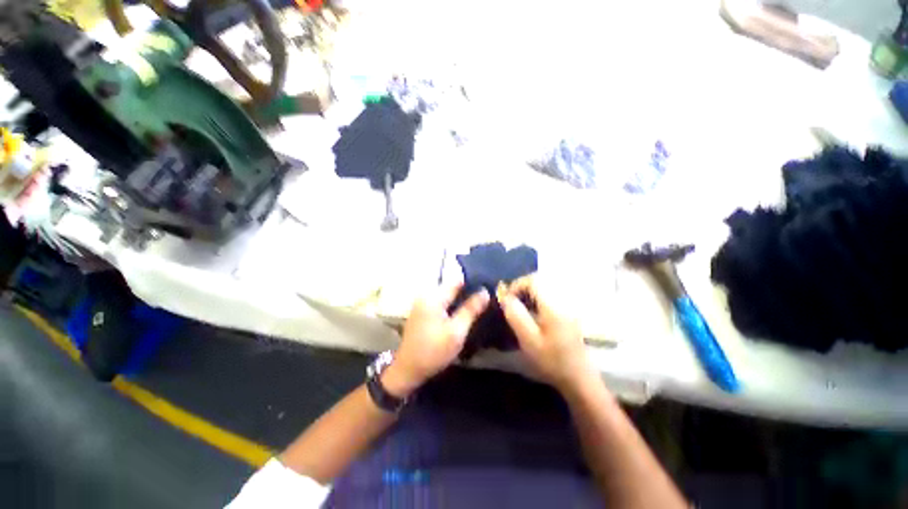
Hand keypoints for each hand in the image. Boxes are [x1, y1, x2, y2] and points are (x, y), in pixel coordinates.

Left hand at [383, 283, 489, 397]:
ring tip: (475, 304)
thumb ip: (471, 310)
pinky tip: (460, 311)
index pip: (457, 280)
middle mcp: (426, 295)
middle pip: (450, 286)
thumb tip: (485, 291)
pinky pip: (440, 300)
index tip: (487, 286)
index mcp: (434, 297)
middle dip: (466, 290)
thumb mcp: (456, 332)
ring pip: (445, 293)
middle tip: (483, 298)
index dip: (473, 281)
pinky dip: (450, 303)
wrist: (408, 369)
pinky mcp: (421, 311)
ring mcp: (421, 302)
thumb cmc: (434, 351)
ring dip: (459, 297)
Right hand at [499, 277, 592, 391]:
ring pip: (547, 285)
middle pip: (541, 279)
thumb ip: (515, 315)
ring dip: (531, 290)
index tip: (506, 298)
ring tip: (521, 304)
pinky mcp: (570, 311)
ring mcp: (569, 304)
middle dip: (523, 285)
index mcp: (553, 305)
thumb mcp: (528, 340)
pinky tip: (534, 310)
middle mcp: (563, 299)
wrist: (578, 377)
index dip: (517, 284)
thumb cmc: (551, 360)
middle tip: (512, 300)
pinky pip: (552, 293)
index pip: (533, 280)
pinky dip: (539, 295)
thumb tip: (505, 297)